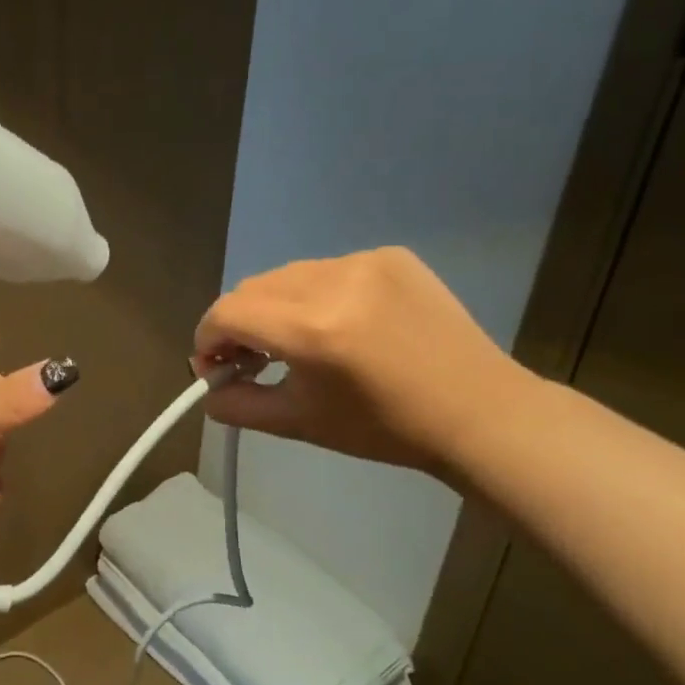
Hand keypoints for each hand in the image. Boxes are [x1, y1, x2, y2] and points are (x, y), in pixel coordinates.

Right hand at [194, 248, 534, 475]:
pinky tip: (337, 325)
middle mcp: (333, 282)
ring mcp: (366, 262)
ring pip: (287, 276)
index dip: (207, 338)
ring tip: (292, 342)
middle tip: (249, 360)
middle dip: (238, 323)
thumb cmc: (383, 428)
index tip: (213, 366)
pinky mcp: (391, 256)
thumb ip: (238, 405)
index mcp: (311, 329)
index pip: (227, 313)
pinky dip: (314, 295)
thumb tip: (208, 389)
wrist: (477, 411)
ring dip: (273, 306)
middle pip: (252, 288)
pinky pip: (327, 270)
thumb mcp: (298, 423)